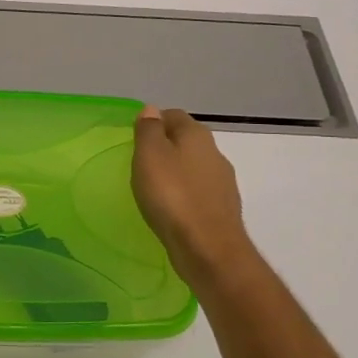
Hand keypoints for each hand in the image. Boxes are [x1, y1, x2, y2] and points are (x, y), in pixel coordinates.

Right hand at [132, 106, 259, 284]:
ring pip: (194, 167)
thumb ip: (149, 130)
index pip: (173, 115)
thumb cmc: (172, 196)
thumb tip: (152, 110)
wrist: (208, 248)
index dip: (153, 121)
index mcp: (196, 135)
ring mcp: (223, 182)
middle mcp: (214, 153)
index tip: (134, 137)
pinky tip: (171, 208)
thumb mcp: (149, 155)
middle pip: (186, 141)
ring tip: (153, 187)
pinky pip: (199, 193)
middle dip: (165, 147)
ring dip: (176, 172)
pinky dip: (184, 194)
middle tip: (140, 162)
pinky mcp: (222, 209)